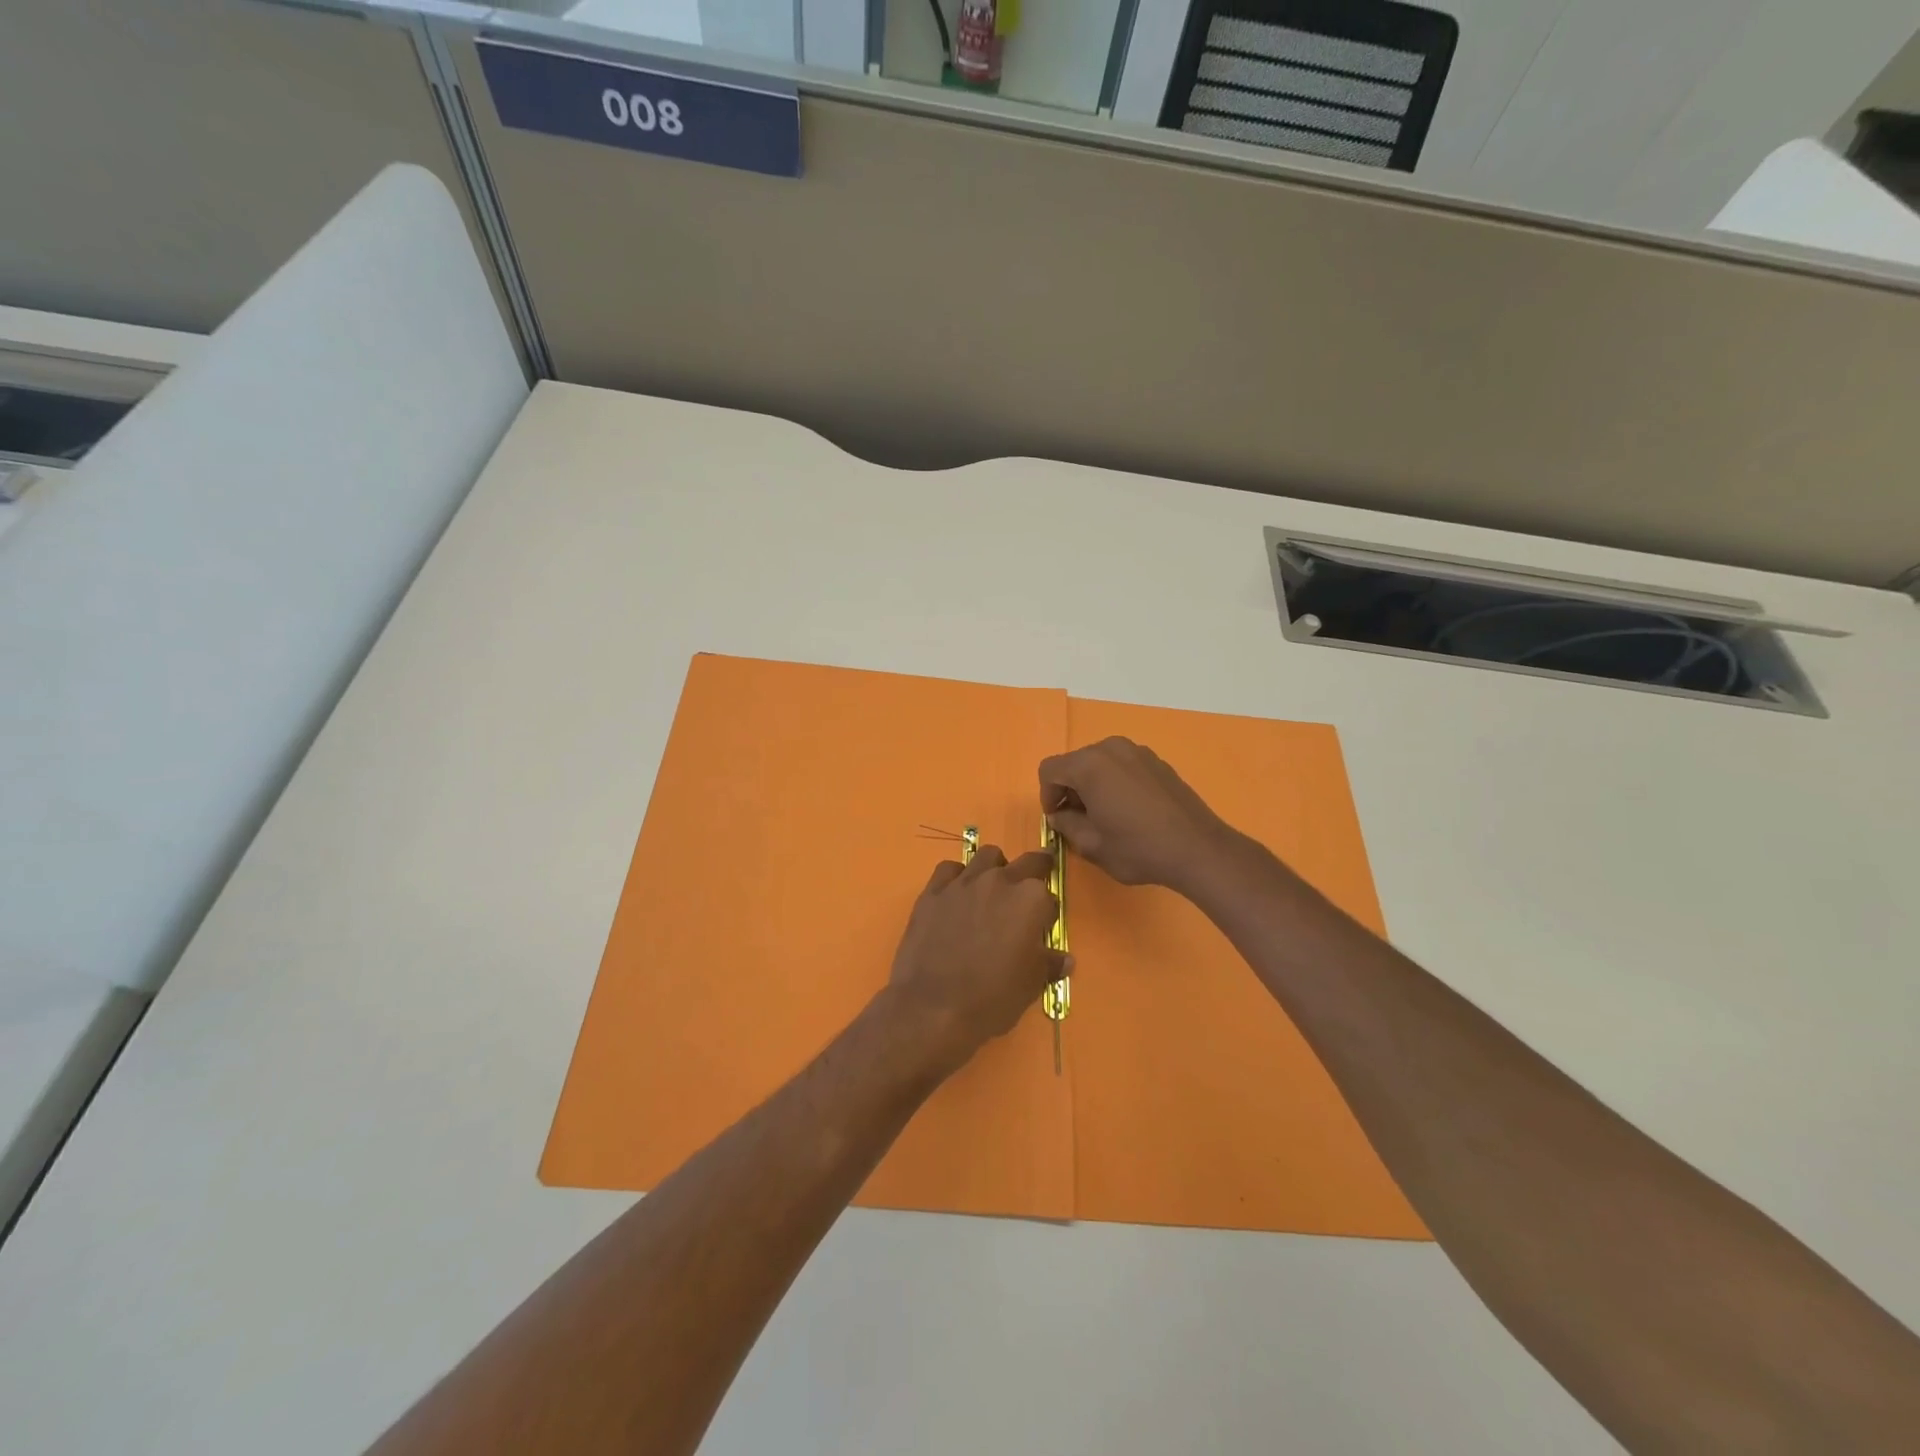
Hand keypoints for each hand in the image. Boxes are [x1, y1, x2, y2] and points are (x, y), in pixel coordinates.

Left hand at [883, 846, 1068, 1076]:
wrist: (933, 1006)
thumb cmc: (992, 998)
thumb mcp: (1032, 985)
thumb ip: (1049, 964)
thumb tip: (1065, 959)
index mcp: (1030, 900)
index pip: (1048, 895)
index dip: (1046, 912)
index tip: (1041, 927)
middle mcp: (999, 881)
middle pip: (1025, 862)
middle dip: (1033, 871)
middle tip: (1030, 888)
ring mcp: (963, 883)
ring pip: (986, 856)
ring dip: (995, 867)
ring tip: (991, 890)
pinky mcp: (933, 891)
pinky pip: (949, 869)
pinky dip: (957, 876)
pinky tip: (956, 895)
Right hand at [1038, 737, 1236, 892]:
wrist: (1198, 849)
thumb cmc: (1138, 848)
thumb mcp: (1091, 845)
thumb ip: (1066, 824)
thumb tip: (1059, 815)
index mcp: (1089, 765)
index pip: (1050, 769)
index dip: (1047, 795)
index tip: (1058, 819)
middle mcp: (1111, 748)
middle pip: (1075, 763)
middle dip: (1070, 789)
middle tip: (1079, 820)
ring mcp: (1138, 751)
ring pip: (1099, 763)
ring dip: (1093, 785)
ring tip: (1105, 816)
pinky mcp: (1157, 761)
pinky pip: (1123, 766)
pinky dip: (1115, 782)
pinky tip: (1130, 810)